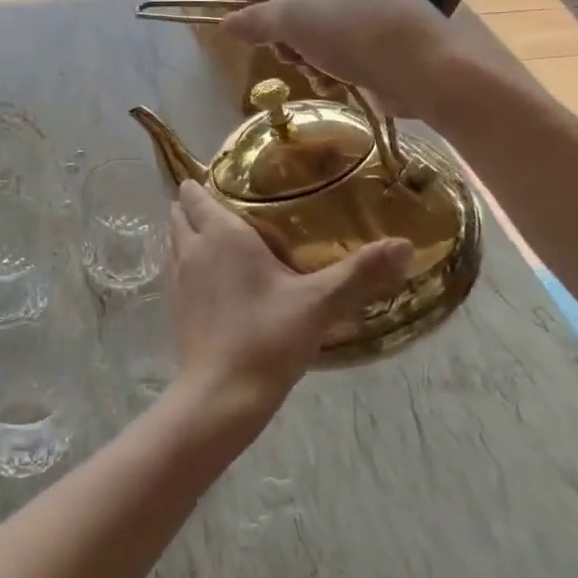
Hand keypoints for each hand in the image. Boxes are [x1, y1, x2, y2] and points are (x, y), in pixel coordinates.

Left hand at [161, 182, 411, 443]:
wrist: (221, 394)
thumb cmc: (268, 338)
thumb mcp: (320, 303)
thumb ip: (360, 272)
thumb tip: (404, 244)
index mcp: (220, 234)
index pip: (194, 192)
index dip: (204, 184)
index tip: (231, 186)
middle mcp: (191, 247)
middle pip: (180, 211)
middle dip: (198, 206)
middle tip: (235, 213)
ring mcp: (176, 277)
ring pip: (174, 239)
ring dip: (190, 233)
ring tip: (224, 243)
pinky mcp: (172, 305)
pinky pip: (174, 268)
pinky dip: (187, 263)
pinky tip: (216, 281)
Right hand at [218, 0, 469, 121]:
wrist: (429, 69)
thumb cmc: (355, 32)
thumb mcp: (294, 23)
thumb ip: (255, 21)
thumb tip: (226, 24)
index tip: (232, 30)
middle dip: (283, 34)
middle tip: (285, 54)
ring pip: (312, 25)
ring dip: (304, 53)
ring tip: (315, 70)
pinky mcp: (380, 27)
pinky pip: (337, 40)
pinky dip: (329, 61)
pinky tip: (335, 79)